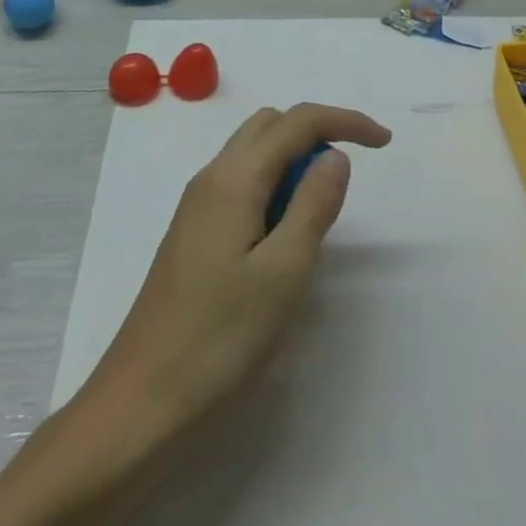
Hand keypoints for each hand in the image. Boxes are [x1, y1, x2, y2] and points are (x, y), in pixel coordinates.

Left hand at [90, 103, 391, 432]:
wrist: (140, 404)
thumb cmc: (218, 341)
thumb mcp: (283, 273)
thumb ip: (313, 205)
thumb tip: (334, 155)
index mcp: (234, 179)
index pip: (296, 122)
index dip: (345, 121)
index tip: (384, 143)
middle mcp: (211, 178)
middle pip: (270, 126)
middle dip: (316, 134)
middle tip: (346, 181)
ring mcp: (197, 205)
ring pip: (253, 153)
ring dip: (293, 162)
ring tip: (317, 213)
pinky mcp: (193, 232)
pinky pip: (240, 183)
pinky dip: (272, 187)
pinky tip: (281, 236)